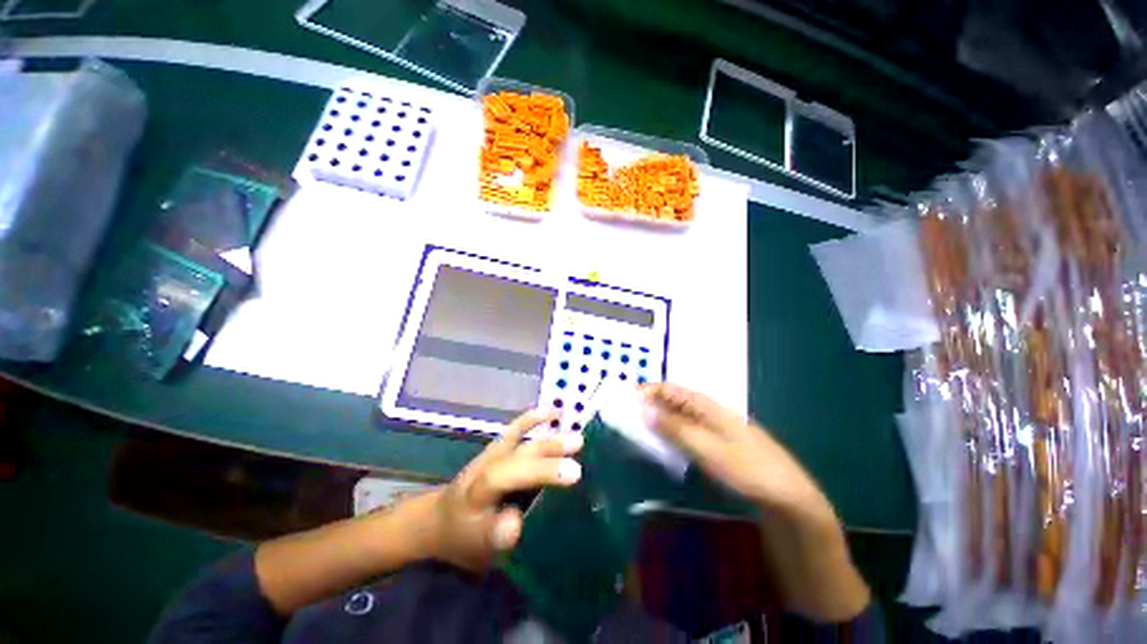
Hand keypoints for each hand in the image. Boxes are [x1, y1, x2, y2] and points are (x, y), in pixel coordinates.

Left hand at [427, 410, 582, 572]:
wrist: (440, 519)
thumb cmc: (463, 537)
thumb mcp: (476, 548)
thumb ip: (494, 537)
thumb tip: (516, 522)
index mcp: (478, 492)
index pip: (510, 475)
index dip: (543, 471)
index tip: (574, 474)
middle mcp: (486, 467)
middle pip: (521, 455)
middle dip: (552, 452)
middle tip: (582, 450)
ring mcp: (491, 455)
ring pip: (522, 442)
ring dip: (549, 439)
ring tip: (576, 439)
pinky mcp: (496, 449)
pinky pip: (514, 431)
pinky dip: (530, 420)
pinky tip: (550, 413)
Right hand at [642, 383, 831, 518]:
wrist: (788, 495)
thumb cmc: (746, 469)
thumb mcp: (706, 448)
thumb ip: (675, 429)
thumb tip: (646, 411)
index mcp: (709, 407)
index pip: (674, 389)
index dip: (652, 389)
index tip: (630, 396)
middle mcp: (713, 412)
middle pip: (678, 400)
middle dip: (654, 401)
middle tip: (632, 411)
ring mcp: (720, 428)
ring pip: (684, 414)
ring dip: (664, 415)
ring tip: (645, 424)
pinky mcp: (723, 443)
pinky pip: (692, 429)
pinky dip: (676, 430)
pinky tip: (671, 440)